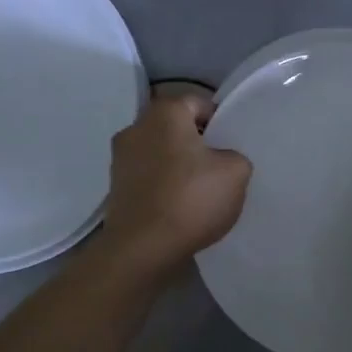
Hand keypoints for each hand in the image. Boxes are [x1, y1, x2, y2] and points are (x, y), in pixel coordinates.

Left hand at [98, 93, 251, 278]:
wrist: (142, 249)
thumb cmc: (190, 200)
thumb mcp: (236, 173)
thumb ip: (236, 156)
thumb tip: (223, 160)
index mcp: (164, 114)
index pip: (198, 102)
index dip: (220, 121)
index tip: (232, 145)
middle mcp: (135, 128)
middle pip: (176, 127)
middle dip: (198, 143)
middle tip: (220, 167)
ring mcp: (120, 159)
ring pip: (160, 152)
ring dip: (179, 165)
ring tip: (200, 190)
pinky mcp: (116, 187)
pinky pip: (149, 176)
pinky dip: (164, 185)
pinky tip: (180, 206)